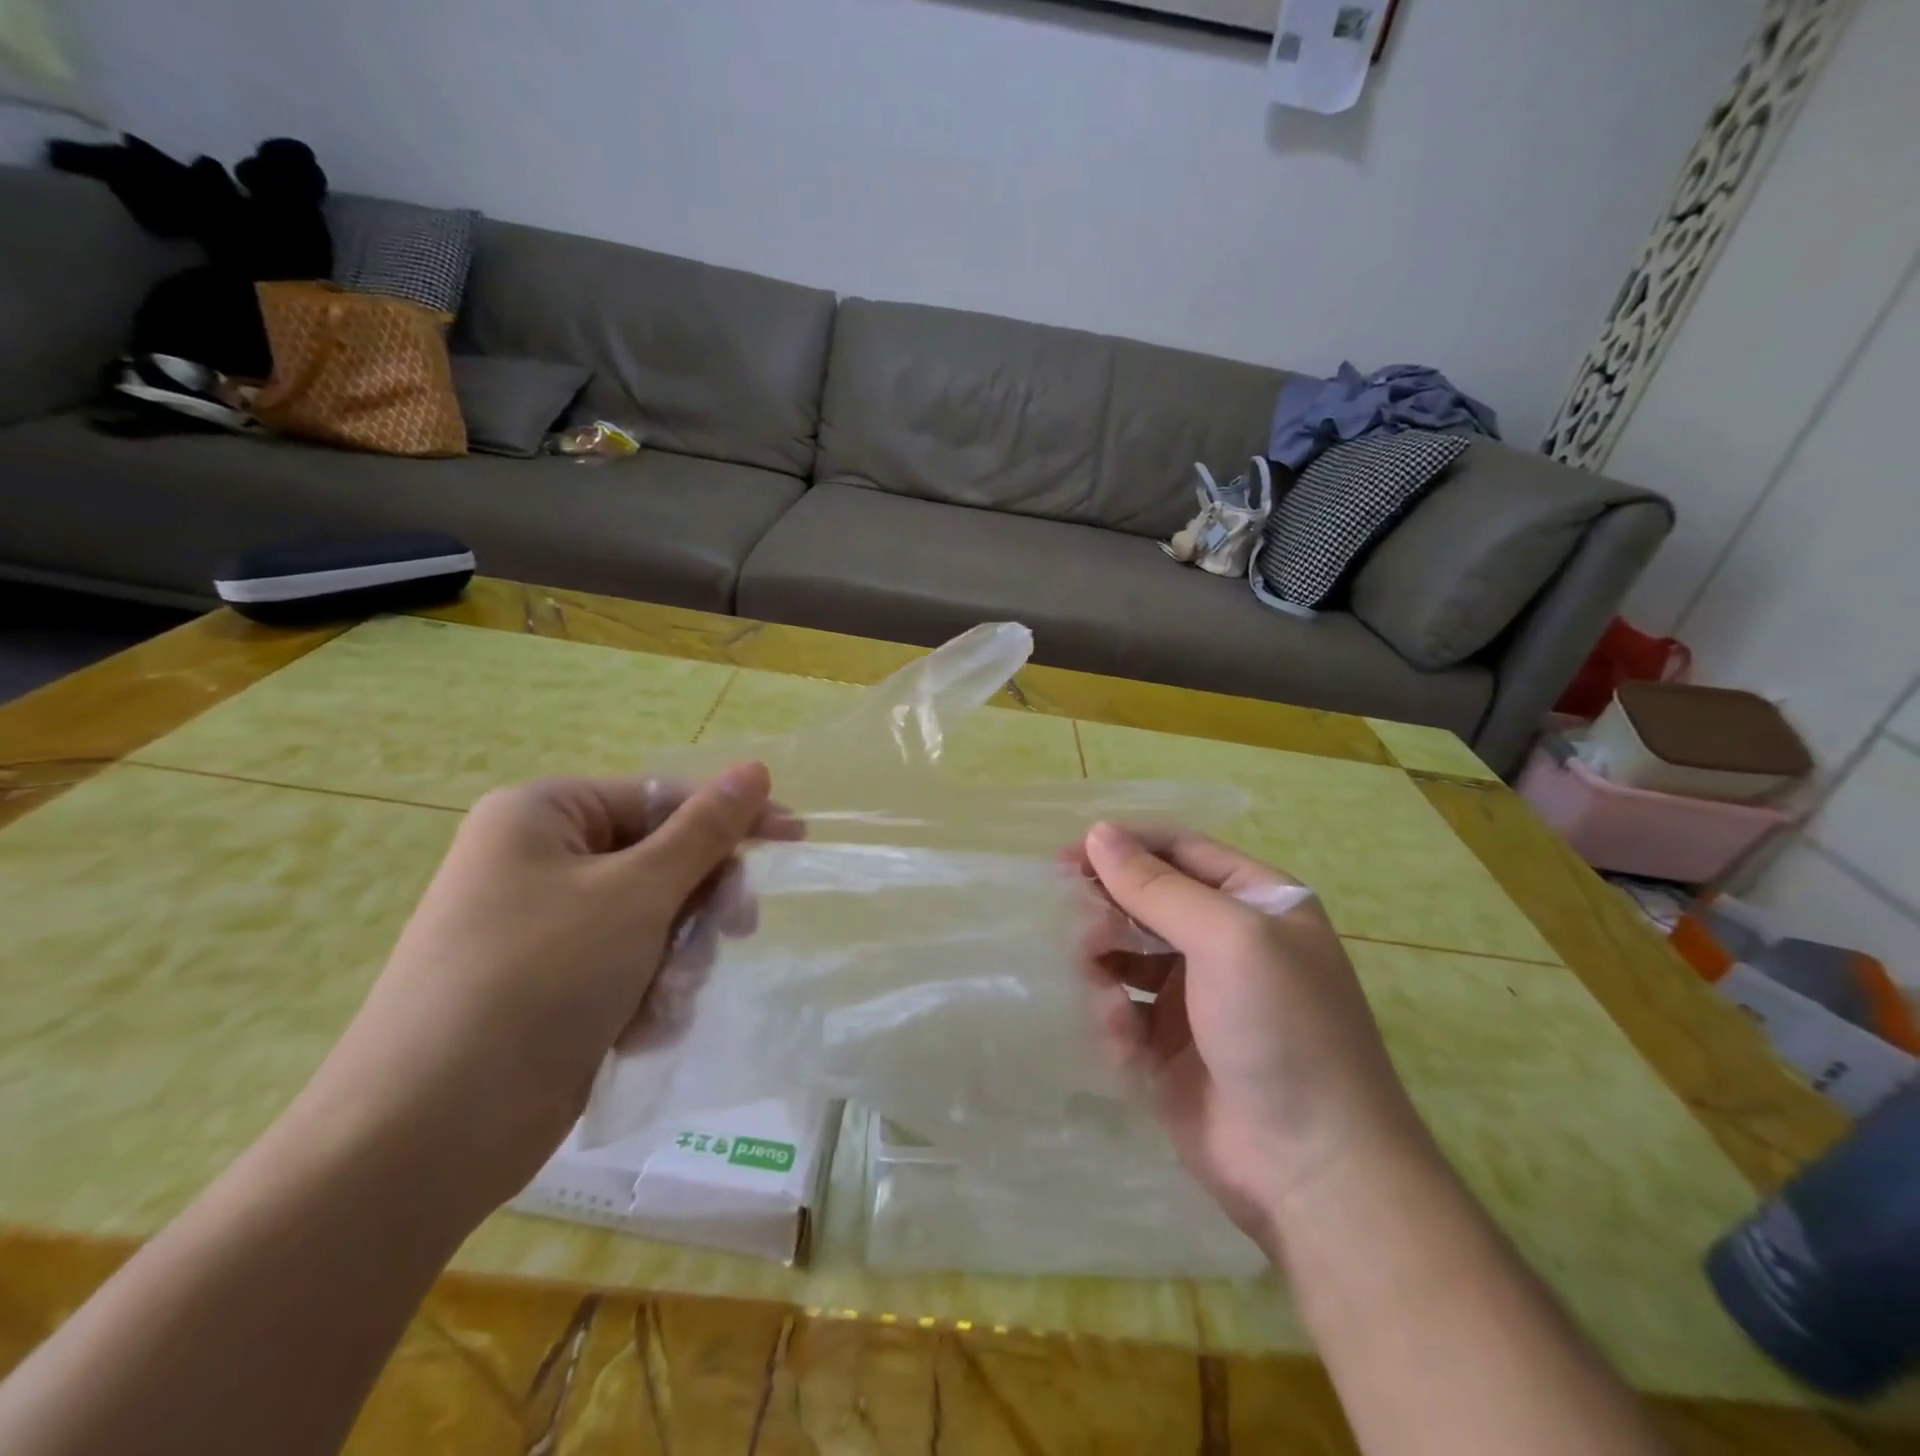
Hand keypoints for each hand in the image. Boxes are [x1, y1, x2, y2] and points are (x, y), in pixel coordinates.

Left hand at [299, 762, 791, 1214]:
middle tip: (735, 929)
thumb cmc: (537, 980)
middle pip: (662, 859)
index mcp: (545, 815)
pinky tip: (640, 1028)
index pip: (664, 797)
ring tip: (666, 998)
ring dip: (678, 957)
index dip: (732, 817)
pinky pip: (630, 965)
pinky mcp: (552, 985)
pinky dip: (648, 993)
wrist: (425, 1136)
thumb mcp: (637, 893)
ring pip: (655, 919)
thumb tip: (755, 767)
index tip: (795, 837)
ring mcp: (544, 926)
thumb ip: (705, 830)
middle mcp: (540, 861)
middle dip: (700, 903)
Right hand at [1072, 822, 1432, 1254]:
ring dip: (1102, 964)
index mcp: (1255, 901)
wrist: (1314, 1173)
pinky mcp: (1168, 1045)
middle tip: (1075, 930)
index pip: (1177, 849)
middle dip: (1107, 910)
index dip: (1122, 846)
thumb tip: (1098, 833)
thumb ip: (1158, 886)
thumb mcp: (1229, 941)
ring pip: (1125, 953)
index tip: (1066, 858)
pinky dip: (1111, 1017)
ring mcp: (1196, 994)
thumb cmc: (1282, 1032)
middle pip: (1145, 899)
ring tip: (1096, 988)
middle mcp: (1225, 940)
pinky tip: (1120, 1041)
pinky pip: (1121, 1008)